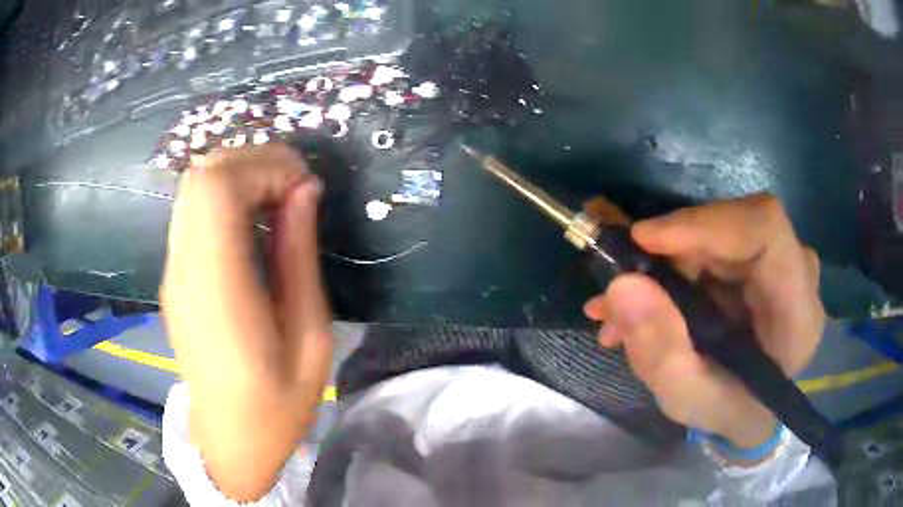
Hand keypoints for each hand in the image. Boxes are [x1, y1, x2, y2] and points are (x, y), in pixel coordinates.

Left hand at [161, 145, 332, 499]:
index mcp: (218, 292)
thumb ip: (299, 257)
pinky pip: (193, 209)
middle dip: (253, 161)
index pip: (217, 189)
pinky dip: (225, 194)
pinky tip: (253, 217)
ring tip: (278, 198)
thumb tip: (304, 190)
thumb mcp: (310, 339)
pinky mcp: (174, 274)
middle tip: (295, 187)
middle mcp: (184, 270)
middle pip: (201, 175)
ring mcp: (173, 270)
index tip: (303, 186)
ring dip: (239, 174)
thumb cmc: (277, 406)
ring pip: (194, 185)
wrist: (228, 439)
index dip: (263, 168)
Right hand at [584, 195, 823, 459]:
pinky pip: (713, 244)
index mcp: (797, 312)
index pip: (765, 230)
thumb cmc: (730, 410)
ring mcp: (780, 260)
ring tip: (621, 310)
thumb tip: (622, 285)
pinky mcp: (760, 259)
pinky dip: (673, 268)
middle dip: (670, 252)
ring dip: (664, 263)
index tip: (644, 241)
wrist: (752, 408)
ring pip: (717, 233)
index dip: (705, 223)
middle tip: (620, 290)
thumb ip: (661, 352)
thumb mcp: (689, 399)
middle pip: (733, 227)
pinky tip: (643, 302)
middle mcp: (797, 273)